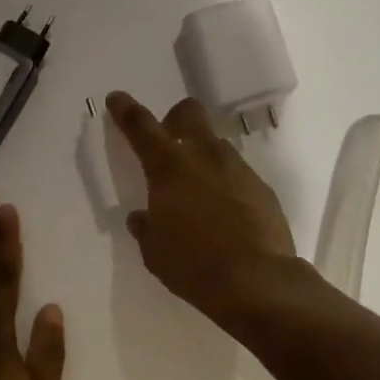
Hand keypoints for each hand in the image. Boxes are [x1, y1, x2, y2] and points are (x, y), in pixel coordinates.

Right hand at [106, 91, 297, 325]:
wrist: (255, 280)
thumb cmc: (192, 265)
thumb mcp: (154, 251)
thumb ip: (146, 227)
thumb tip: (142, 217)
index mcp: (168, 169)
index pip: (141, 126)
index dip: (126, 110)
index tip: (117, 99)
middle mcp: (204, 157)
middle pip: (189, 113)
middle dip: (175, 119)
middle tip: (169, 141)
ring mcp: (238, 169)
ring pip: (216, 145)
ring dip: (203, 156)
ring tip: (199, 189)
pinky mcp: (262, 187)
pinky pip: (238, 174)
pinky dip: (226, 184)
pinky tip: (226, 212)